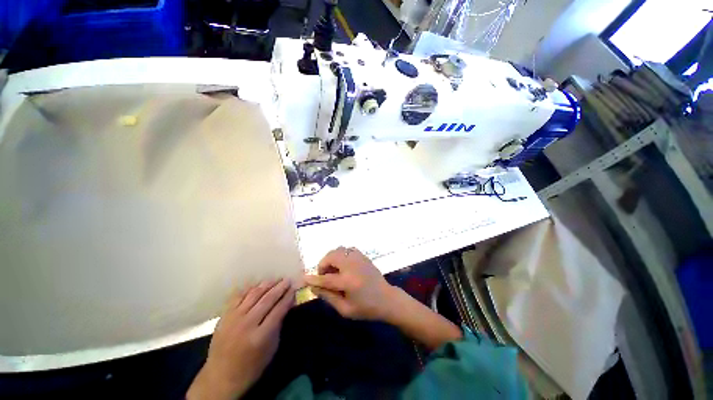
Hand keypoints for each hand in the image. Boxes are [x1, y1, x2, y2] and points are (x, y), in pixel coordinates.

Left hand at [187, 279, 295, 399]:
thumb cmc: (251, 366)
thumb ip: (278, 325)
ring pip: (253, 295)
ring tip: (275, 279)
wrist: (221, 376)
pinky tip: (257, 285)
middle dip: (280, 287)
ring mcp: (234, 318)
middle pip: (267, 299)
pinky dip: (249, 289)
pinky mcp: (224, 316)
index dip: (288, 297)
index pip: (279, 309)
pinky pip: (238, 297)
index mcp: (261, 335)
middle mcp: (248, 324)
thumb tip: (287, 304)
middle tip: (287, 280)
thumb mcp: (271, 349)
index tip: (294, 289)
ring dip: (266, 285)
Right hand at [304, 247, 395, 319]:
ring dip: (331, 258)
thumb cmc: (366, 308)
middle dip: (323, 264)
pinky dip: (340, 255)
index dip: (313, 279)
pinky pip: (347, 249)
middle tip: (324, 276)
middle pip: (332, 256)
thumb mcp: (345, 309)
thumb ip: (328, 297)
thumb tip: (314, 287)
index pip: (326, 279)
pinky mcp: (363, 256)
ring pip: (339, 250)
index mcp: (349, 281)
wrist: (387, 299)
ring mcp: (359, 258)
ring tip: (333, 270)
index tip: (304, 278)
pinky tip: (343, 265)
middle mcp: (353, 266)